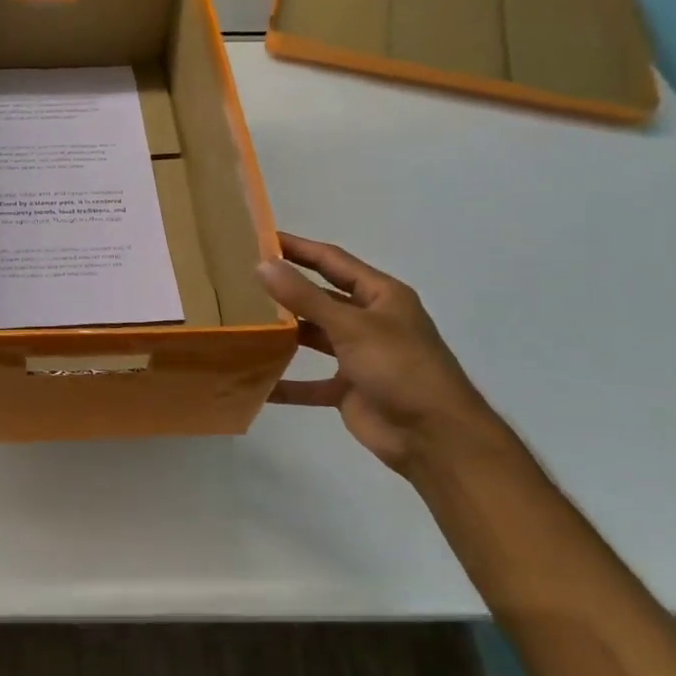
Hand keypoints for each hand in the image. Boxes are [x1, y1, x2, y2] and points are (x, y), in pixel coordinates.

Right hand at [256, 234, 513, 480]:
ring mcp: (359, 356)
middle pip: (321, 297)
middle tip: (241, 279)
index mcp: (381, 295)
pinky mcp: (349, 389)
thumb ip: (305, 297)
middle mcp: (370, 320)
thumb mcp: (351, 326)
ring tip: (243, 322)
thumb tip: (263, 265)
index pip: (332, 261)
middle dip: (286, 289)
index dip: (298, 248)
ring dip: (284, 333)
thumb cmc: (400, 368)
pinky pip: (311, 382)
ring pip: (314, 337)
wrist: (434, 438)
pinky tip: (256, 381)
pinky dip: (287, 383)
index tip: (260, 238)